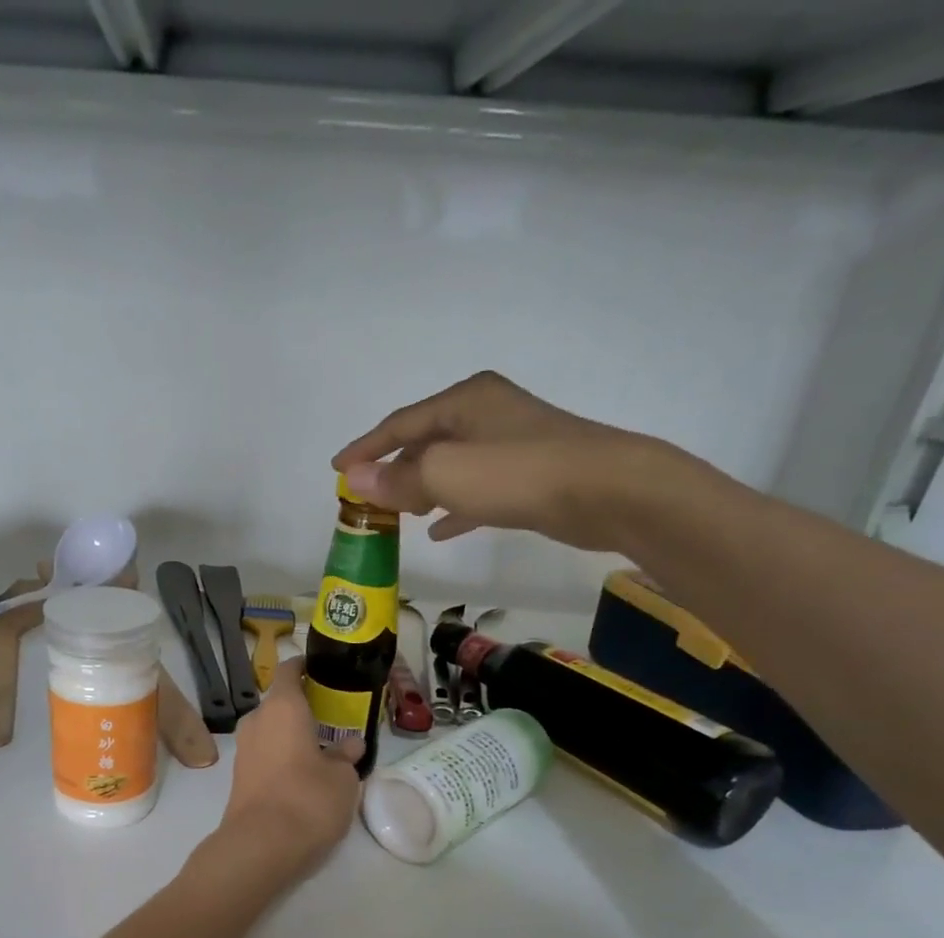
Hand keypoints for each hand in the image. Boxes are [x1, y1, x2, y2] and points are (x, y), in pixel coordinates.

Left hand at [214, 658, 361, 875]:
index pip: (289, 670)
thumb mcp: (342, 778)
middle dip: (304, 707)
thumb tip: (350, 745)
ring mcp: (244, 749)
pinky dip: (283, 756)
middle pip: (280, 703)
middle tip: (334, 717)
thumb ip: (346, 755)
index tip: (324, 670)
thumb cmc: (308, 799)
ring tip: (324, 748)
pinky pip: (265, 753)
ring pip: (272, 730)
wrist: (260, 846)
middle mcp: (257, 721)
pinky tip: (305, 773)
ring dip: (293, 734)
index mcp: (282, 707)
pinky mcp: (240, 776)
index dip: (305, 666)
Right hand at [331, 371, 699, 552]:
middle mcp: (485, 414)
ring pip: (450, 466)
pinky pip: (475, 490)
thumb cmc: (519, 474)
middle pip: (424, 441)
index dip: (366, 447)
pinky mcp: (526, 476)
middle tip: (367, 497)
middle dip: (394, 469)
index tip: (337, 469)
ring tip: (397, 514)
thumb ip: (399, 479)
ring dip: (421, 489)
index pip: (400, 423)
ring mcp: (509, 444)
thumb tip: (354, 480)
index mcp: (464, 401)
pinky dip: (453, 506)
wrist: (606, 491)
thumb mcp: (447, 474)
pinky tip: (438, 530)